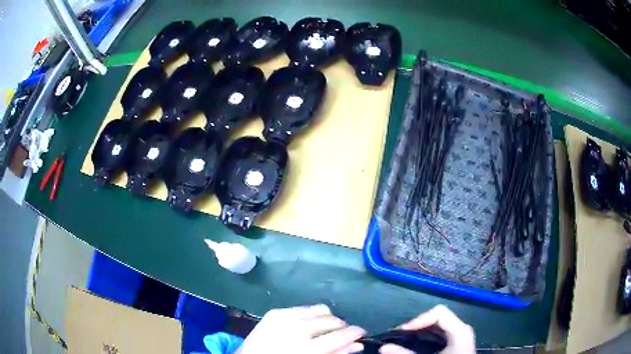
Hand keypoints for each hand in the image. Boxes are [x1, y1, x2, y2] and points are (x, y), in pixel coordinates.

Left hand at [236, 304, 365, 353]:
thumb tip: (358, 344)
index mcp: (305, 348)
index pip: (341, 335)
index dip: (356, 333)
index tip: (362, 334)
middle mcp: (295, 329)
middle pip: (332, 319)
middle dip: (342, 327)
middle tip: (340, 335)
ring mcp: (283, 317)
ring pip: (321, 309)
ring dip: (327, 319)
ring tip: (323, 330)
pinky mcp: (275, 312)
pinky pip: (303, 308)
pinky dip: (310, 316)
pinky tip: (305, 326)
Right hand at [379, 305, 474, 353]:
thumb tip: (383, 347)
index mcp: (460, 330)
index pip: (439, 313)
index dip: (419, 319)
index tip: (401, 332)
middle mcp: (462, 329)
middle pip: (437, 318)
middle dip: (416, 325)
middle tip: (398, 336)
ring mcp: (460, 336)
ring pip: (437, 326)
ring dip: (419, 331)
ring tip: (403, 340)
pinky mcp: (456, 344)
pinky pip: (439, 334)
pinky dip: (425, 337)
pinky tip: (415, 345)